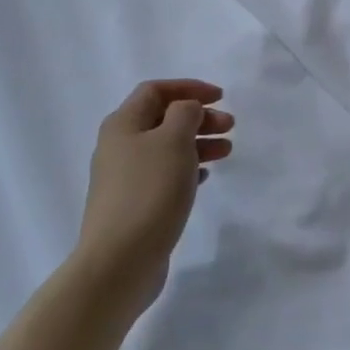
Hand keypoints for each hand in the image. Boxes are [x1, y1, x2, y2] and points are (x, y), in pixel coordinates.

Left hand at [76, 79, 233, 313]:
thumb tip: (186, 109)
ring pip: (166, 147)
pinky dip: (187, 168)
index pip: (156, 90)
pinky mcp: (134, 204)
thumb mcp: (174, 141)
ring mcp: (124, 178)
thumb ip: (185, 113)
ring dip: (198, 143)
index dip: (188, 87)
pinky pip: (164, 174)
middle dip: (198, 117)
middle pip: (163, 118)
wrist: (119, 261)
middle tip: (230, 126)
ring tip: (227, 151)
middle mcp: (119, 146)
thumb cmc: (149, 191)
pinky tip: (205, 177)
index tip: (220, 97)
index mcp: (123, 124)